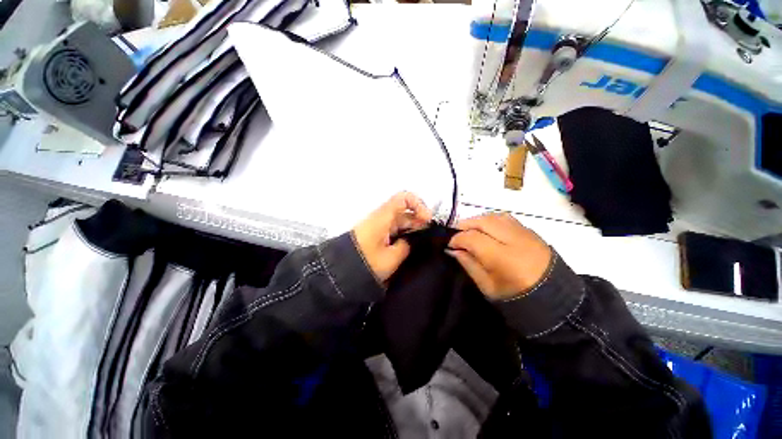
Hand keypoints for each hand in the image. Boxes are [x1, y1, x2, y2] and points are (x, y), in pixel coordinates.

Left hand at [353, 192, 432, 282]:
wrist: (341, 271)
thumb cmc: (366, 262)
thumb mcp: (391, 257)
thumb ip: (407, 246)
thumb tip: (412, 240)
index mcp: (384, 217)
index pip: (404, 198)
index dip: (419, 204)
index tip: (427, 220)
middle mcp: (382, 217)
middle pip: (405, 210)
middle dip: (419, 220)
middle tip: (430, 236)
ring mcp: (379, 225)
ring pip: (401, 220)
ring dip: (413, 228)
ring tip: (423, 242)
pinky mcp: (377, 233)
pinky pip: (395, 228)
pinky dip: (405, 233)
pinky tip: (411, 245)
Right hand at [447, 213, 552, 299]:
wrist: (554, 299)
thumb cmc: (516, 298)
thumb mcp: (487, 287)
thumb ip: (469, 264)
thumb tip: (453, 249)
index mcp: (503, 258)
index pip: (472, 238)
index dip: (457, 239)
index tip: (450, 245)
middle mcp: (515, 240)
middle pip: (483, 221)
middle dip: (465, 225)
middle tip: (457, 234)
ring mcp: (525, 233)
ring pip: (494, 216)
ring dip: (478, 220)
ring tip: (470, 230)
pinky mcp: (531, 231)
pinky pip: (506, 218)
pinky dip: (491, 220)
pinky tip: (487, 228)